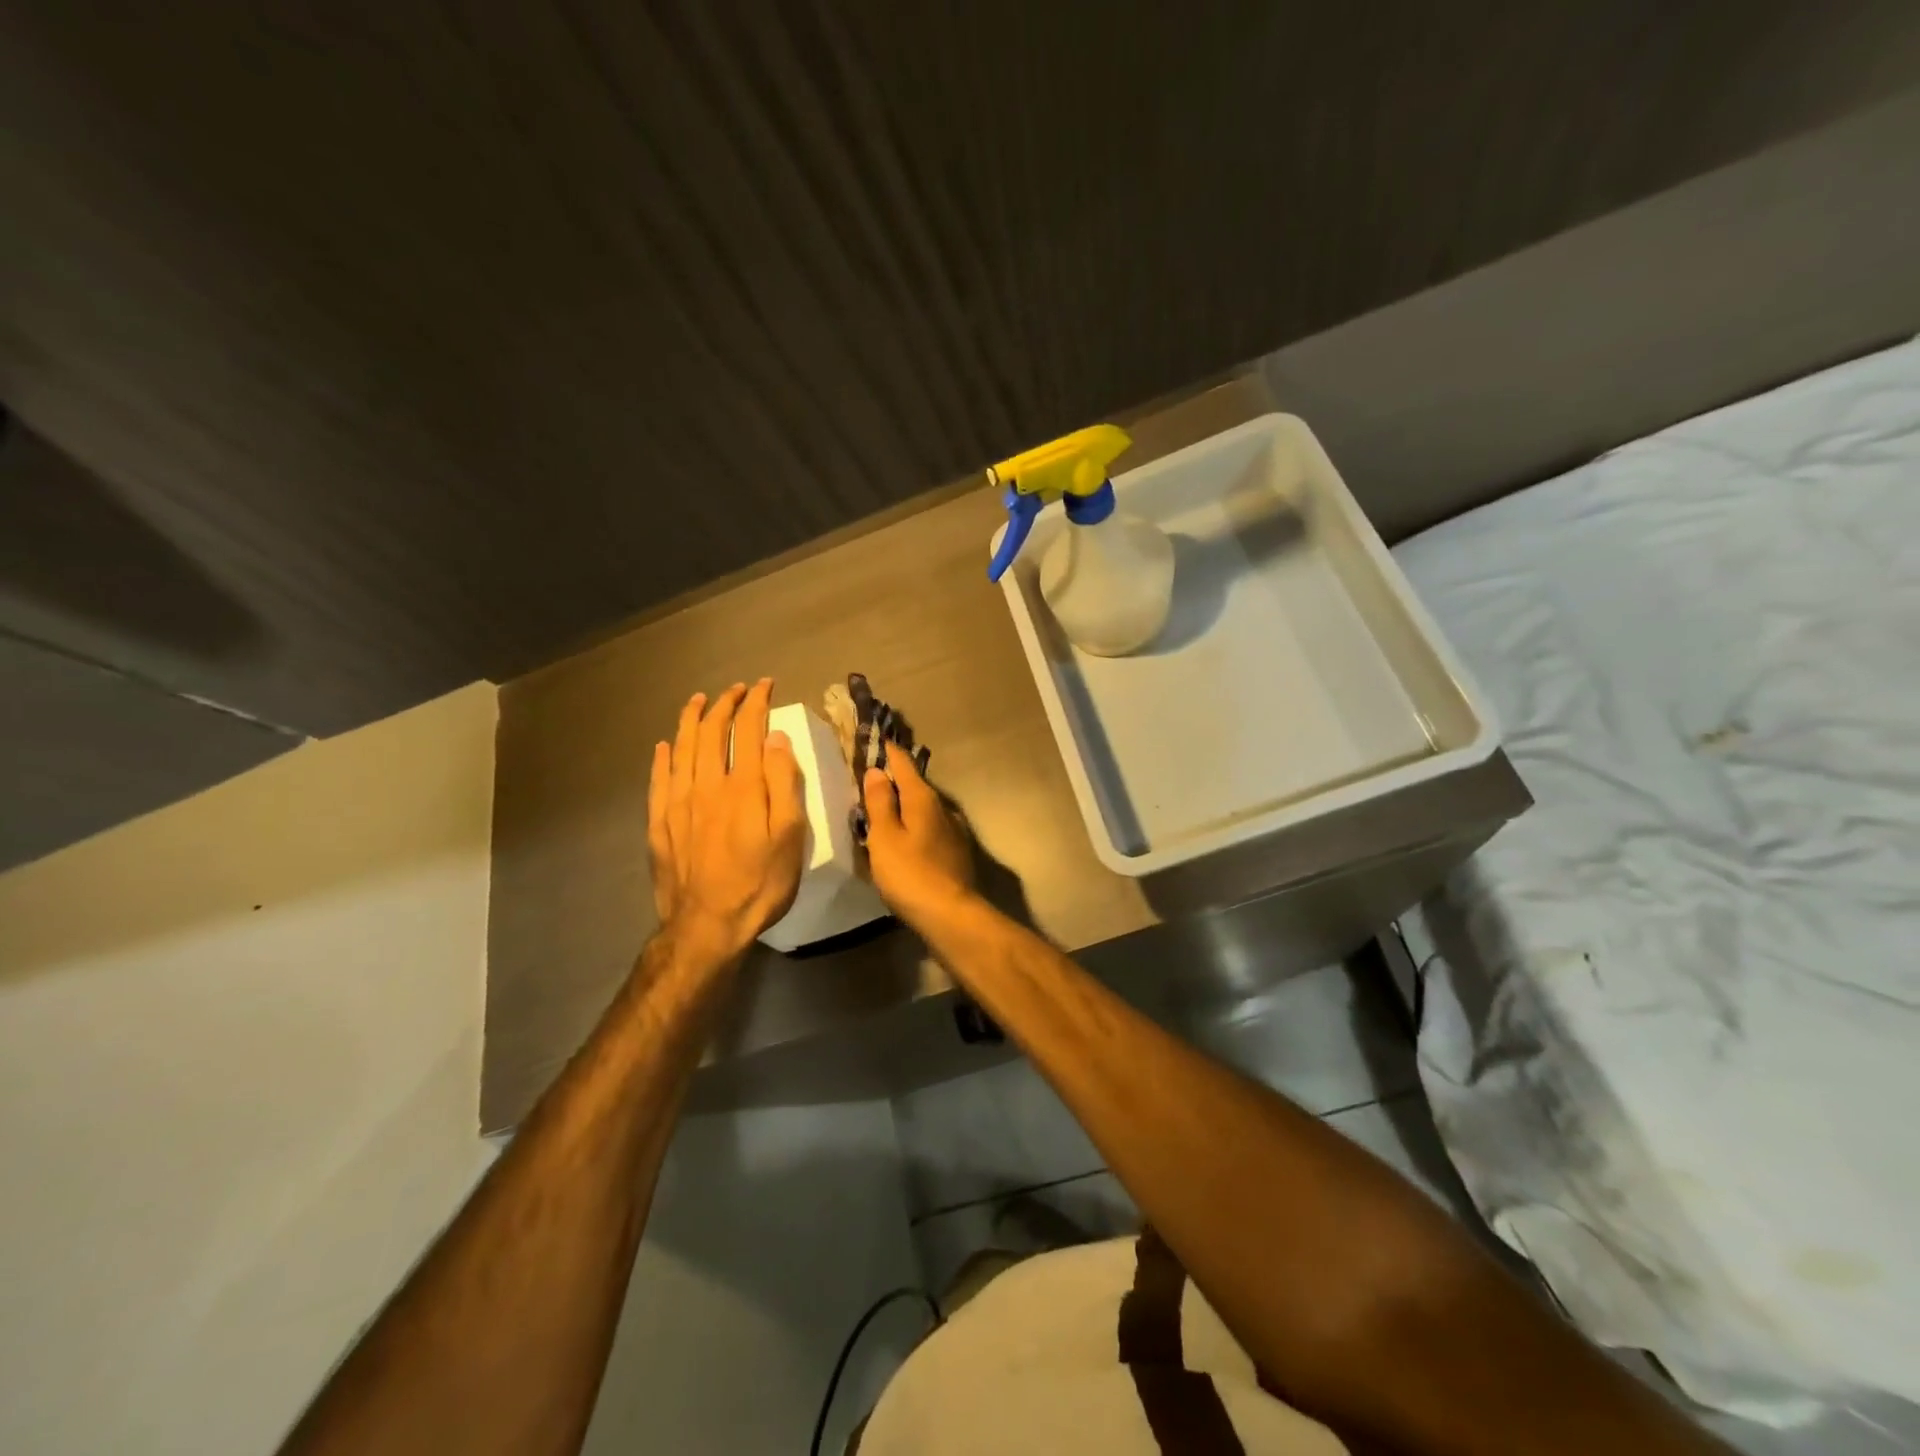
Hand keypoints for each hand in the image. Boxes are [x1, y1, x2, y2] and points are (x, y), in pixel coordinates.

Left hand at [648, 679, 805, 961]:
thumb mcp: (790, 835)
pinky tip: (665, 746)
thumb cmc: (760, 882)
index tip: (764, 686)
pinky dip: (662, 757)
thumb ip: (783, 783)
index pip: (748, 730)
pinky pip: (658, 779)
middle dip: (724, 705)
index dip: (756, 703)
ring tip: (698, 701)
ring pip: (681, 749)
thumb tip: (775, 738)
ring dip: (691, 720)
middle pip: (711, 733)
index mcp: (742, 786)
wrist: (707, 926)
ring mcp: (677, 804)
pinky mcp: (659, 824)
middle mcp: (706, 785)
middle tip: (736, 690)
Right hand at [862, 747, 975, 924]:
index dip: (889, 752)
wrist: (951, 915)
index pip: (904, 764)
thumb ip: (880, 803)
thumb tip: (877, 770)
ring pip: (924, 808)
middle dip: (896, 778)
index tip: (878, 739)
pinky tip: (906, 837)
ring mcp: (953, 831)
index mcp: (923, 799)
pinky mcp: (956, 852)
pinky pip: (930, 828)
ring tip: (885, 806)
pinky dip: (915, 825)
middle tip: (873, 775)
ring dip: (906, 804)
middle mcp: (942, 808)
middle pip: (915, 785)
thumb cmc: (910, 874)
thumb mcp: (885, 837)